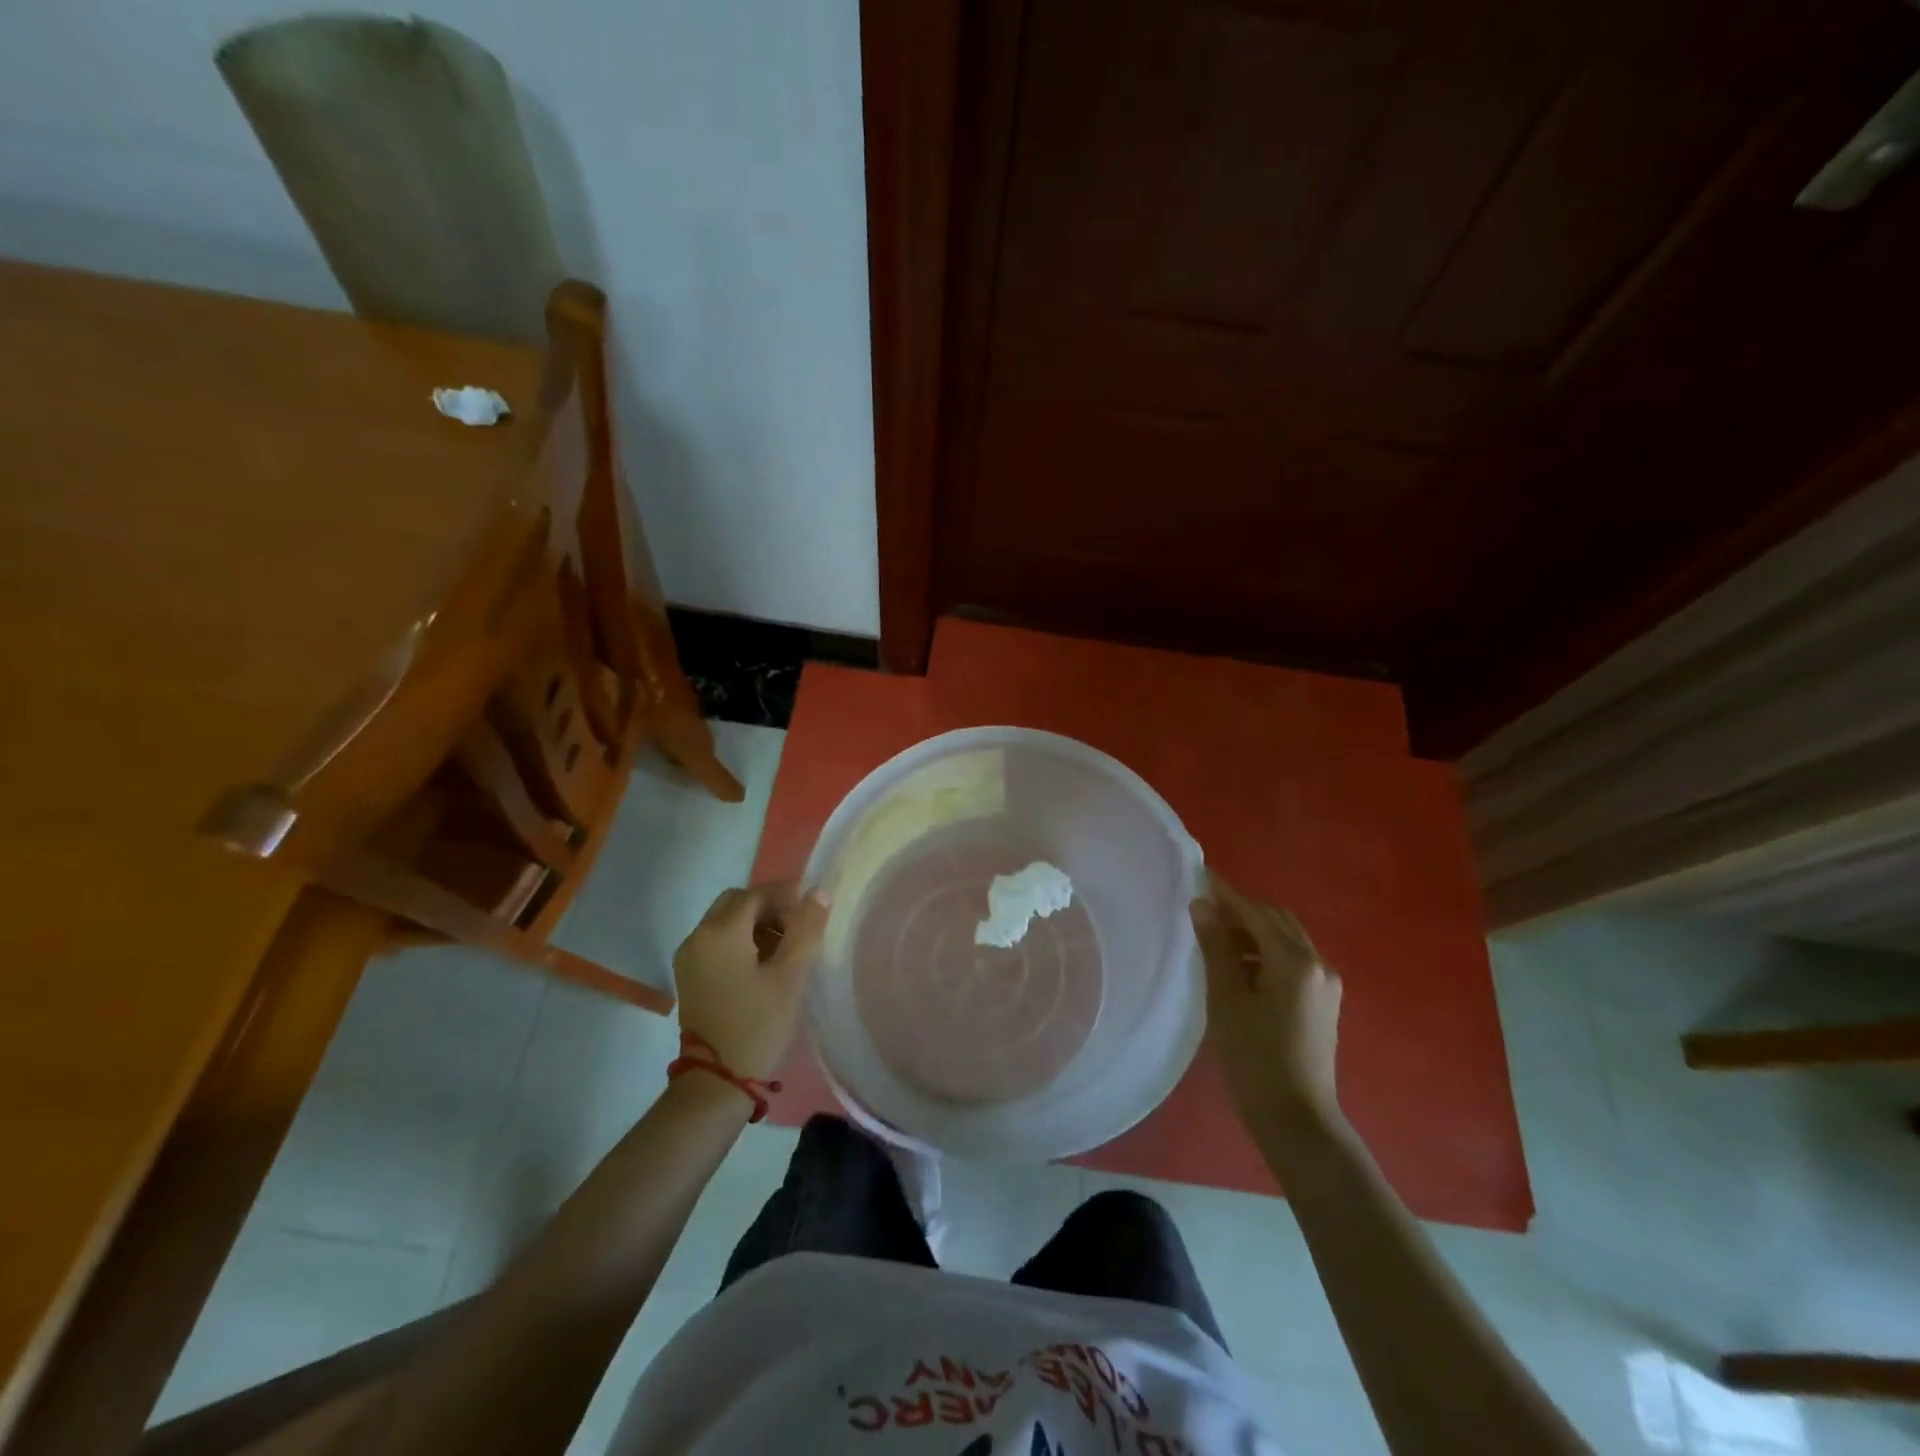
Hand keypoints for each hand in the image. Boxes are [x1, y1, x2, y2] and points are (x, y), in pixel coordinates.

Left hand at [673, 882, 828, 1080]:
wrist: (716, 1082)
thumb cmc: (758, 1025)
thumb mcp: (790, 975)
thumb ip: (806, 928)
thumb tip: (819, 892)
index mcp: (720, 932)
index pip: (756, 894)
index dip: (786, 895)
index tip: (813, 909)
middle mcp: (698, 936)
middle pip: (736, 903)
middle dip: (769, 907)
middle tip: (798, 928)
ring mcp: (689, 957)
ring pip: (725, 922)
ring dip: (755, 924)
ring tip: (785, 949)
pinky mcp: (689, 976)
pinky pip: (716, 942)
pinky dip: (740, 941)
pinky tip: (762, 965)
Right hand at [1190, 872, 1342, 1130]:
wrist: (1297, 1119)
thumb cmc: (1254, 1058)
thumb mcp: (1226, 999)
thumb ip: (1215, 947)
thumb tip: (1202, 905)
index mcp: (1294, 960)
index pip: (1254, 912)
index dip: (1225, 893)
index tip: (1199, 873)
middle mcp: (1317, 963)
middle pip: (1276, 920)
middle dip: (1241, 909)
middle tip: (1204, 906)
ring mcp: (1326, 983)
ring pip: (1286, 939)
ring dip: (1254, 930)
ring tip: (1216, 936)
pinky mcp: (1324, 1002)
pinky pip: (1294, 960)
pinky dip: (1267, 951)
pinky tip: (1241, 965)